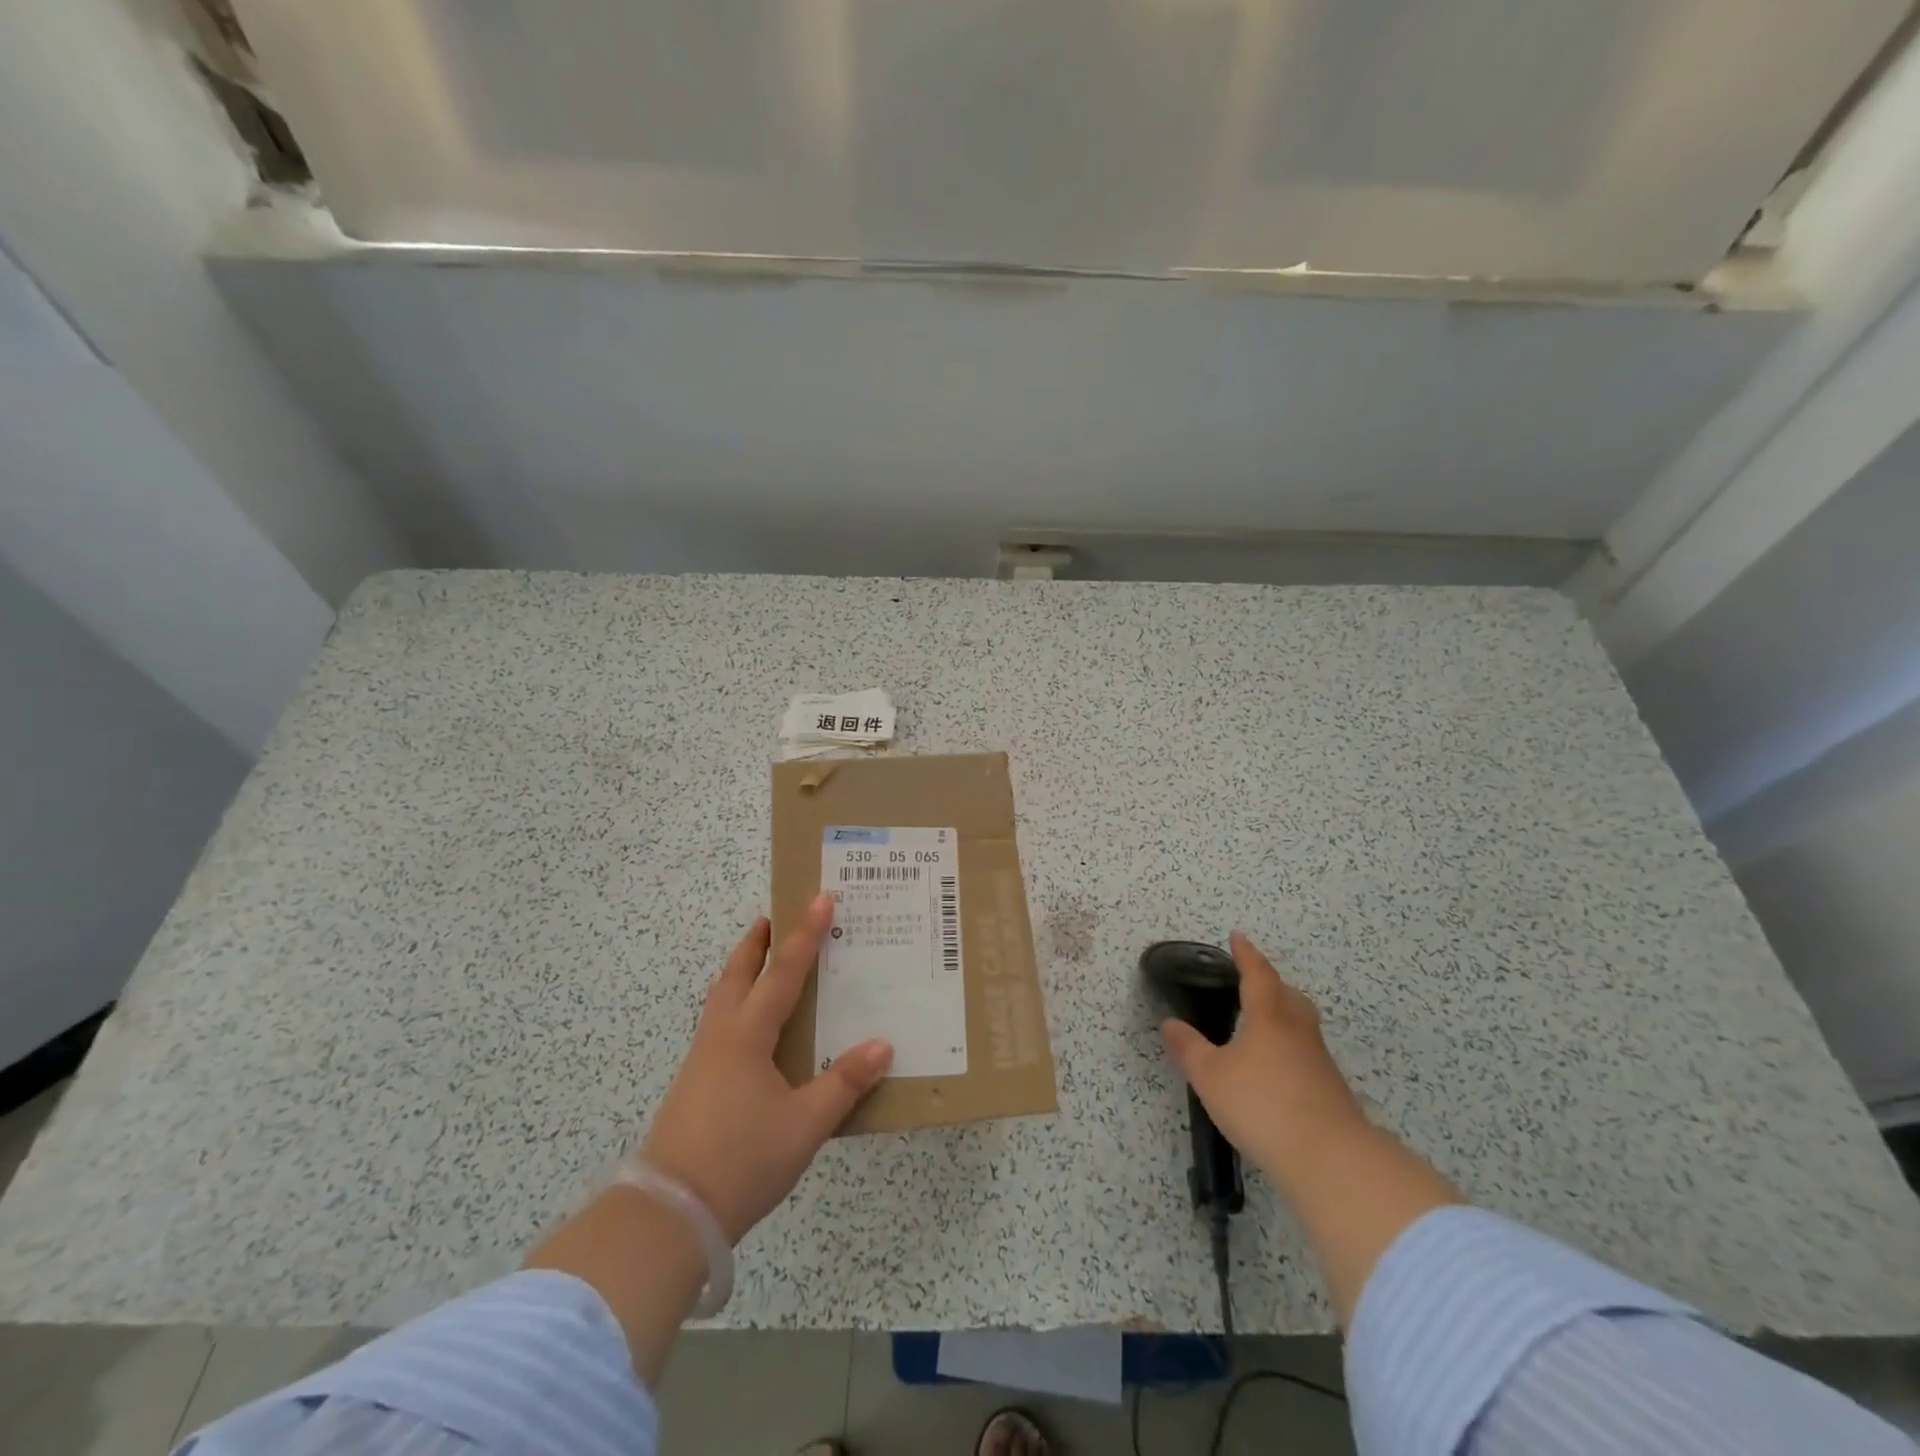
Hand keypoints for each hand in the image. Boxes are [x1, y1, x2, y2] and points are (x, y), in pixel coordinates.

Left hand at [641, 894, 893, 1242]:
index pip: (783, 971)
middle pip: (737, 973)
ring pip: (722, 998)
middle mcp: (721, 1036)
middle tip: (774, 915)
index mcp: (748, 1035)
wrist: (668, 1215)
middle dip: (757, 942)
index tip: (820, 897)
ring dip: (742, 969)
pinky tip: (751, 1028)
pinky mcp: (695, 1084)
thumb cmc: (741, 1160)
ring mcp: (702, 1060)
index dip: (805, 934)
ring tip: (761, 959)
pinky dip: (737, 1003)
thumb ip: (845, 1083)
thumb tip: (883, 1044)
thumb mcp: (805, 1125)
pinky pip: (719, 1024)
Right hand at [1159, 933, 1368, 1184]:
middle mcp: (1298, 1030)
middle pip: (1288, 996)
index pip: (1257, 974)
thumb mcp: (1211, 1076)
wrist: (1330, 1159)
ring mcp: (1319, 1061)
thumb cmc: (1263, 1104)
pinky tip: (1275, 1071)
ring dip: (1282, 1017)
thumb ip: (1189, 1048)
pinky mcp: (1331, 1090)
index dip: (1246, 954)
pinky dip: (1288, 1050)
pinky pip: (1306, 1054)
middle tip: (1251, 982)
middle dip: (1269, 984)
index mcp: (1269, 1017)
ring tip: (1260, 1026)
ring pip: (1300, 1025)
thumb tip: (1170, 1023)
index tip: (1237, 937)